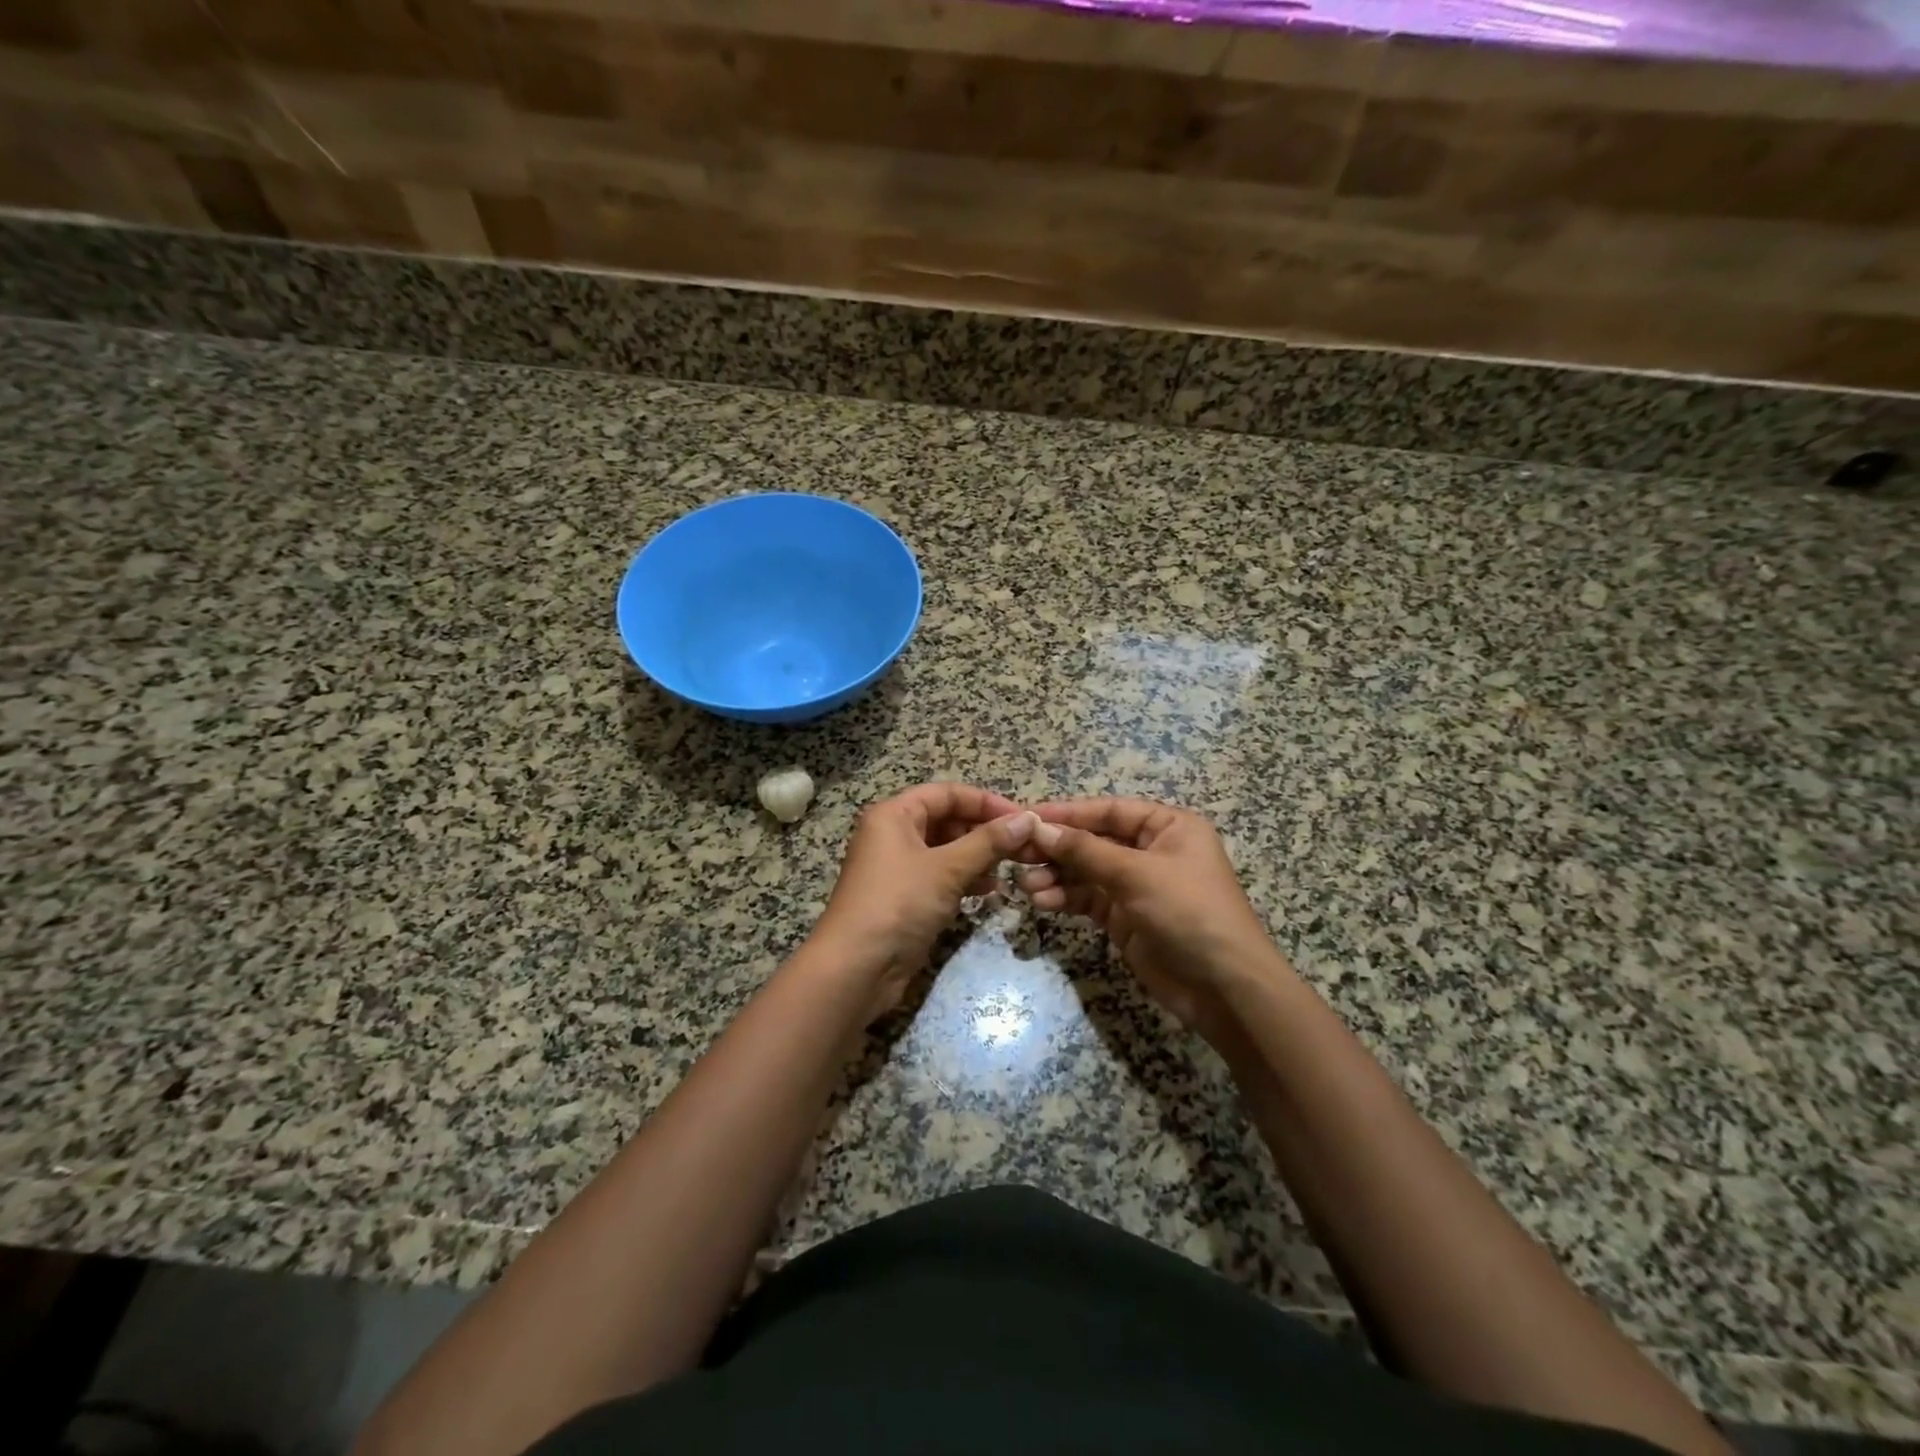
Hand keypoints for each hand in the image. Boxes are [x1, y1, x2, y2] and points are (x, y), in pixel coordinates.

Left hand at [813, 784, 1038, 1017]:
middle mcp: (892, 834)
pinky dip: (965, 879)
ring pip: (946, 850)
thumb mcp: (947, 869)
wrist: (856, 969)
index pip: (947, 794)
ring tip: (1010, 868)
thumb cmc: (898, 904)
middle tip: (1021, 845)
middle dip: (984, 831)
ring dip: (978, 856)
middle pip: (946, 819)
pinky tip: (990, 891)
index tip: (1022, 818)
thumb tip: (1028, 819)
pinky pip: (940, 876)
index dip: (985, 802)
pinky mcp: (904, 897)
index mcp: (893, 815)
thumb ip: (989, 842)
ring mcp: (897, 868)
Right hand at [1018, 798, 1286, 1042]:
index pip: (1108, 811)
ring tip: (1027, 886)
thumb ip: (1086, 851)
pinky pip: (1089, 899)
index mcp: (1168, 826)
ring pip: (1086, 872)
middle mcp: (1152, 850)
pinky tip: (1043, 902)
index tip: (1026, 817)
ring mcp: (1138, 886)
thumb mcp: (1137, 875)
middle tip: (1017, 853)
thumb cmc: (1189, 913)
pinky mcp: (1126, 917)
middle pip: (1093, 840)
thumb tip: (1040, 828)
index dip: (1067, 813)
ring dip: (1057, 877)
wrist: (1224, 989)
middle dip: (1057, 848)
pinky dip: (1066, 899)